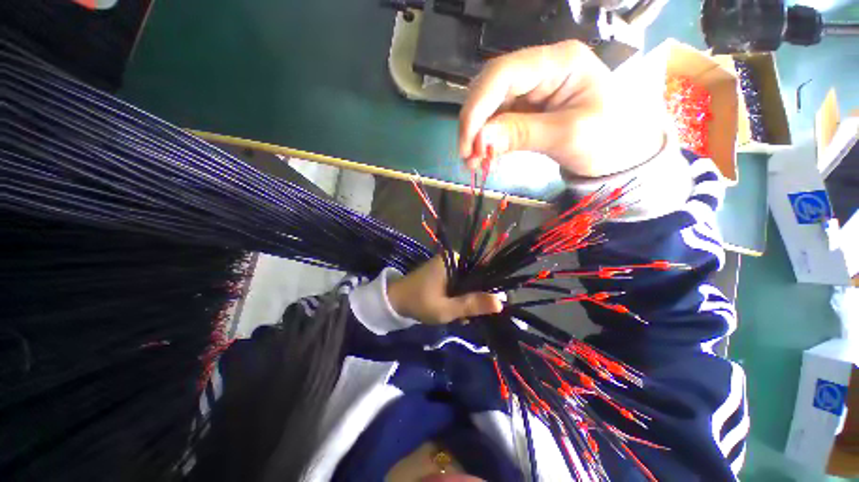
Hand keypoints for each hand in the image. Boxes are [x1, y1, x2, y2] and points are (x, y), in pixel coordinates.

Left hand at [387, 256, 502, 323]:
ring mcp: (447, 266)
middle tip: (471, 317)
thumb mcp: (446, 308)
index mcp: (454, 260)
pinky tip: (456, 312)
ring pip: (468, 283)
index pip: (482, 270)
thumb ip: (472, 305)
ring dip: (468, 300)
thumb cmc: (419, 302)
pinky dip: (460, 297)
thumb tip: (501, 302)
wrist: (394, 301)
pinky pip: (459, 284)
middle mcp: (453, 259)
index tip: (494, 306)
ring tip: (462, 317)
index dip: (491, 288)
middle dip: (476, 297)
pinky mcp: (443, 273)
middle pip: (476, 277)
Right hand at [459, 40, 665, 177]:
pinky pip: (496, 121)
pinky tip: (480, 157)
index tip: (466, 143)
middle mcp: (539, 69)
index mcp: (559, 62)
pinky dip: (484, 140)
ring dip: (475, 135)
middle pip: (490, 88)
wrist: (621, 152)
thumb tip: (478, 140)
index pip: (503, 74)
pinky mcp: (524, 109)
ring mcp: (530, 89)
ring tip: (471, 162)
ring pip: (488, 107)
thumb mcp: (566, 136)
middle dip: (473, 124)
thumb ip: (521, 134)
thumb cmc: (608, 138)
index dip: (477, 107)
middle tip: (466, 156)